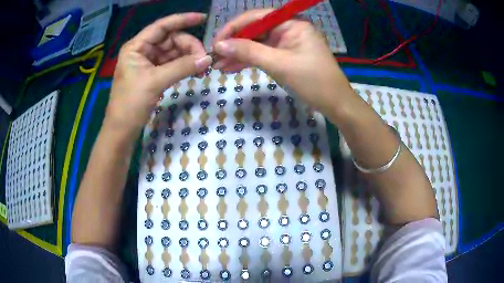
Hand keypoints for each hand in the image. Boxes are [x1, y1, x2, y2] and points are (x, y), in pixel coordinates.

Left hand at [107, 13, 211, 133]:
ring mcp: (148, 62)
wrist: (122, 129)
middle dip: (188, 46)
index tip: (202, 19)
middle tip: (203, 59)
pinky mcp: (153, 74)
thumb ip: (182, 67)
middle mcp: (142, 50)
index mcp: (136, 46)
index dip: (182, 20)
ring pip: (173, 52)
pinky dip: (183, 66)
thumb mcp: (156, 82)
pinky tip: (194, 70)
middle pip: (170, 39)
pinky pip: (172, 63)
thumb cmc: (131, 103)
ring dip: (188, 57)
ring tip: (202, 67)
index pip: (162, 26)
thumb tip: (208, 59)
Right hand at [212, 9, 350, 114]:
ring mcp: (286, 42)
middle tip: (213, 57)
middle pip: (254, 30)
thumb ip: (248, 51)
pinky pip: (263, 54)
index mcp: (291, 22)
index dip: (232, 28)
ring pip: (256, 44)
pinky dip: (249, 61)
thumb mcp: (279, 64)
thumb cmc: (312, 81)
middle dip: (233, 44)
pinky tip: (231, 67)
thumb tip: (219, 45)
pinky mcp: (285, 55)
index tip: (215, 43)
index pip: (255, 18)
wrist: (334, 103)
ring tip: (218, 66)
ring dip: (238, 54)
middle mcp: (288, 28)